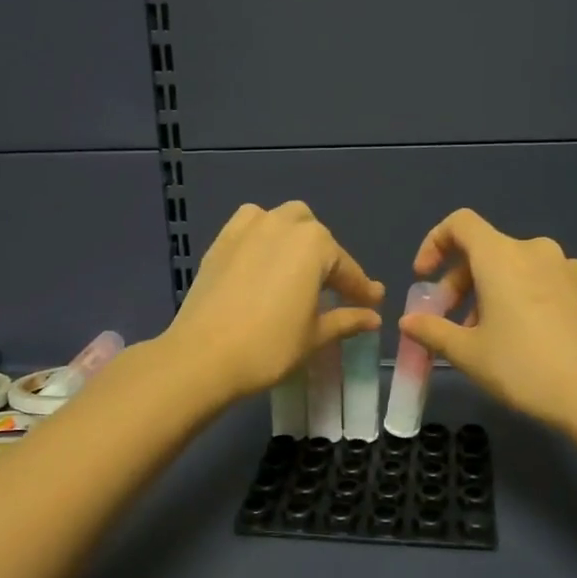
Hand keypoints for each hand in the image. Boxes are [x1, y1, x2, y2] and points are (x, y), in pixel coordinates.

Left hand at [162, 201, 383, 405]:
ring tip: (297, 270)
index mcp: (314, 244)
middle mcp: (283, 224)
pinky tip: (263, 261)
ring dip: (295, 239)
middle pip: (315, 236)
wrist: (203, 356)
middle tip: (333, 291)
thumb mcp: (315, 336)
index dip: (361, 289)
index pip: (346, 267)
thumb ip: (347, 319)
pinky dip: (263, 236)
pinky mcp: (221, 241)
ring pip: (282, 221)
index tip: (373, 303)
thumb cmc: (269, 347)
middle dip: (327, 259)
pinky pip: (250, 227)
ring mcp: (248, 228)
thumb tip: (373, 317)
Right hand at [400, 208, 576, 434]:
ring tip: (497, 337)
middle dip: (464, 283)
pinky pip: (556, 289)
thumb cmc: (523, 369)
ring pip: (525, 271)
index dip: (435, 243)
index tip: (425, 277)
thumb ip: (432, 330)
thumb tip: (408, 321)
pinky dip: (537, 304)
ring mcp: (576, 271)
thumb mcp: (467, 354)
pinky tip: (540, 342)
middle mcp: (540, 252)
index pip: (460, 224)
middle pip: (490, 252)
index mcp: (502, 257)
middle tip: (455, 324)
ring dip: (501, 294)